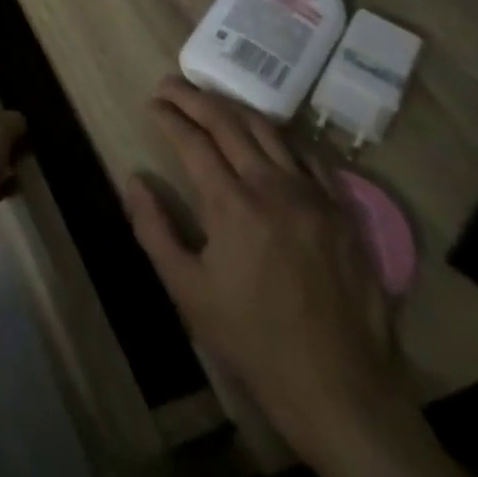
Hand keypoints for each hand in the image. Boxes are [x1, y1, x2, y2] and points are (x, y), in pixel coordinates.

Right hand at [123, 79, 408, 461]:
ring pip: (269, 130)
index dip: (168, 117)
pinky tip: (266, 138)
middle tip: (170, 85)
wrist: (340, 392)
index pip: (192, 140)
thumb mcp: (187, 290)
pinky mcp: (343, 212)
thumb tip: (134, 179)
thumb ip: (154, 228)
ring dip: (234, 108)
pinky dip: (280, 137)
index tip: (151, 104)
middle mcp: (274, 187)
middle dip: (194, 97)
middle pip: (228, 122)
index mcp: (232, 205)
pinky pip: (309, 156)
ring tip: (210, 100)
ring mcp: (315, 197)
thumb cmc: (253, 341)